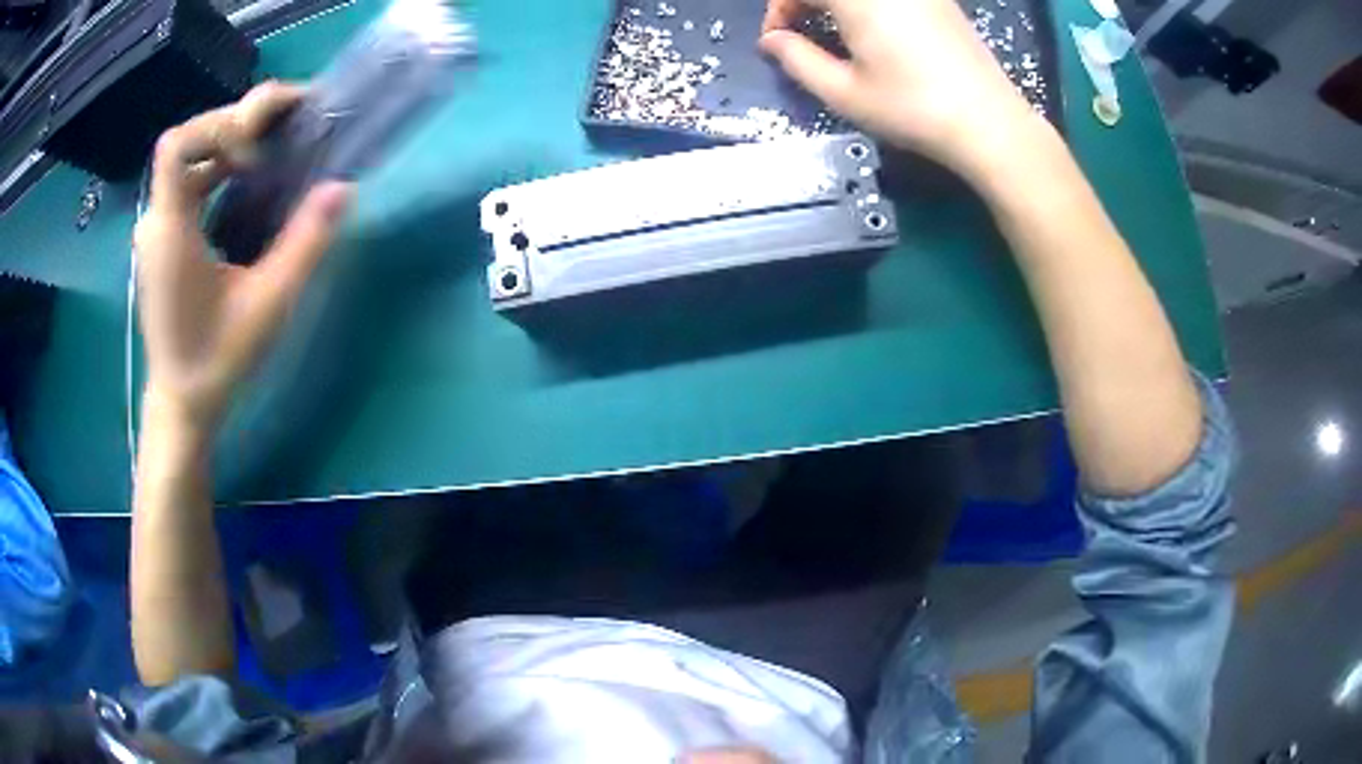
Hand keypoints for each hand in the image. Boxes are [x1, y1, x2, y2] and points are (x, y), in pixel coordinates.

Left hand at [134, 81, 352, 431]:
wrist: (182, 404)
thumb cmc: (218, 361)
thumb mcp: (268, 305)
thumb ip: (304, 244)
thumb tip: (342, 188)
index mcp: (170, 231)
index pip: (177, 144)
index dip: (219, 129)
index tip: (256, 158)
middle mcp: (156, 221)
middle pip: (189, 140)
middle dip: (237, 124)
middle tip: (285, 126)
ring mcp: (156, 230)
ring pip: (189, 157)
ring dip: (231, 142)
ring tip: (272, 148)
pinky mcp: (163, 239)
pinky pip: (188, 181)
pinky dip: (219, 166)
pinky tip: (247, 181)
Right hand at [760, 0, 1046, 176]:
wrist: (989, 123)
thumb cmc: (912, 109)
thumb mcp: (844, 93)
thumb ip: (797, 59)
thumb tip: (772, 40)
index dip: (780, 9)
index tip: (778, 41)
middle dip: (806, 3)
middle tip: (803, 33)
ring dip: (837, 5)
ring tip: (837, 33)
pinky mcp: (940, 0)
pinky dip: (869, 6)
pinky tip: (875, 31)